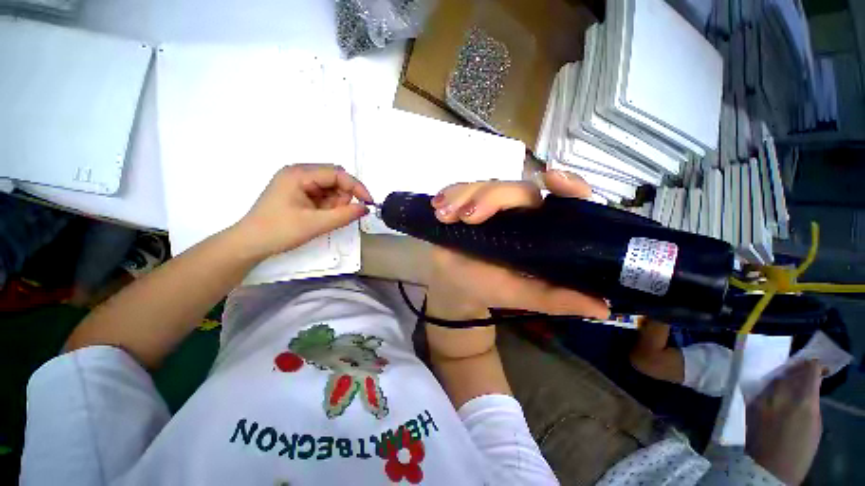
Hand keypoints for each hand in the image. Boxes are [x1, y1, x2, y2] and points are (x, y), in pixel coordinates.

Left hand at [232, 164, 371, 259]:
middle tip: (339, 215)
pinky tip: (320, 217)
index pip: (337, 173)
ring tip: (324, 219)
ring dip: (336, 203)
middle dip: (344, 196)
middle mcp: (299, 173)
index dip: (356, 187)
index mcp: (299, 174)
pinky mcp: (298, 193)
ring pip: (330, 188)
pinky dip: (328, 206)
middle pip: (334, 178)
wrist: (250, 244)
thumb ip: (344, 215)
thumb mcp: (316, 224)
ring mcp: (298, 183)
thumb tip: (366, 208)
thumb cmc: (279, 231)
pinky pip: (323, 195)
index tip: (368, 203)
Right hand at [424, 170, 609, 358]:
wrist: (457, 289)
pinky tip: (438, 205)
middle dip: (491, 197)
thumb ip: (557, 299)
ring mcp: (488, 206)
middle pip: (514, 189)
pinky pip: (458, 191)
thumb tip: (603, 308)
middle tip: (469, 216)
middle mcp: (517, 211)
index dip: (566, 185)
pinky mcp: (464, 205)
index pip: (562, 198)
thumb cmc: (491, 288)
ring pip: (484, 185)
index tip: (554, 179)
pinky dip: (449, 195)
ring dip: (464, 195)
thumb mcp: (524, 296)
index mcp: (539, 227)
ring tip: (446, 214)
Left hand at [746, 360, 824, 484]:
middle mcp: (780, 394)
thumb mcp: (815, 424)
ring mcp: (762, 397)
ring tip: (791, 375)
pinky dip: (771, 384)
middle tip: (805, 367)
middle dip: (798, 368)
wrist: (769, 467)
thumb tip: (810, 386)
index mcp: (801, 400)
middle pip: (789, 372)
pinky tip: (776, 386)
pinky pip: (762, 387)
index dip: (814, 366)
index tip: (818, 366)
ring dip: (783, 374)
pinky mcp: (750, 403)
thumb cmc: (800, 451)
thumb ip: (811, 401)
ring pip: (774, 378)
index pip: (807, 372)